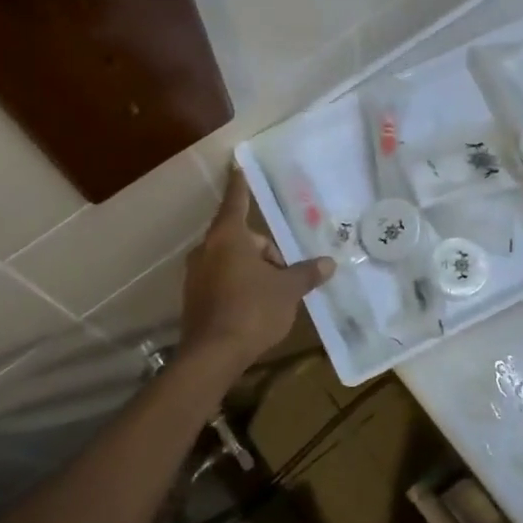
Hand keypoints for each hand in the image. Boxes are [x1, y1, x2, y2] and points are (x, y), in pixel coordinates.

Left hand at [181, 170, 334, 372]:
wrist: (212, 355)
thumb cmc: (252, 310)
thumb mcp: (287, 290)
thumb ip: (306, 273)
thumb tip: (328, 263)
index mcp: (228, 237)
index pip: (236, 201)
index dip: (240, 185)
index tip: (237, 166)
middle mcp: (206, 249)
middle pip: (241, 238)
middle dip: (265, 252)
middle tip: (285, 276)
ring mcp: (195, 275)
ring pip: (231, 261)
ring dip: (252, 270)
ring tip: (272, 295)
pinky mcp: (193, 298)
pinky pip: (221, 280)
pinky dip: (238, 286)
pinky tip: (254, 309)